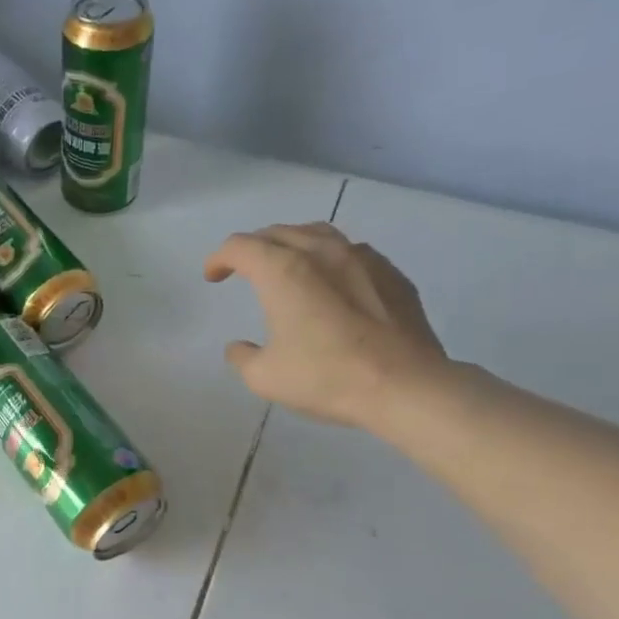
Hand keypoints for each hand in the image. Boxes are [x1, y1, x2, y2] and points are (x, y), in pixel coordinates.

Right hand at [204, 223, 447, 428]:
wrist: (405, 386)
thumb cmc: (326, 377)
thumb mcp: (265, 377)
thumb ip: (242, 357)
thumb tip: (239, 347)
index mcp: (283, 270)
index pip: (240, 246)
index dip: (219, 258)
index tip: (213, 277)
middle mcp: (321, 252)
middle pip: (278, 232)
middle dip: (253, 247)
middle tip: (243, 268)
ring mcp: (362, 258)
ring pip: (317, 233)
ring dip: (293, 244)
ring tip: (287, 265)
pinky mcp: (391, 273)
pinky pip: (351, 252)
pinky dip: (329, 259)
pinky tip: (332, 283)